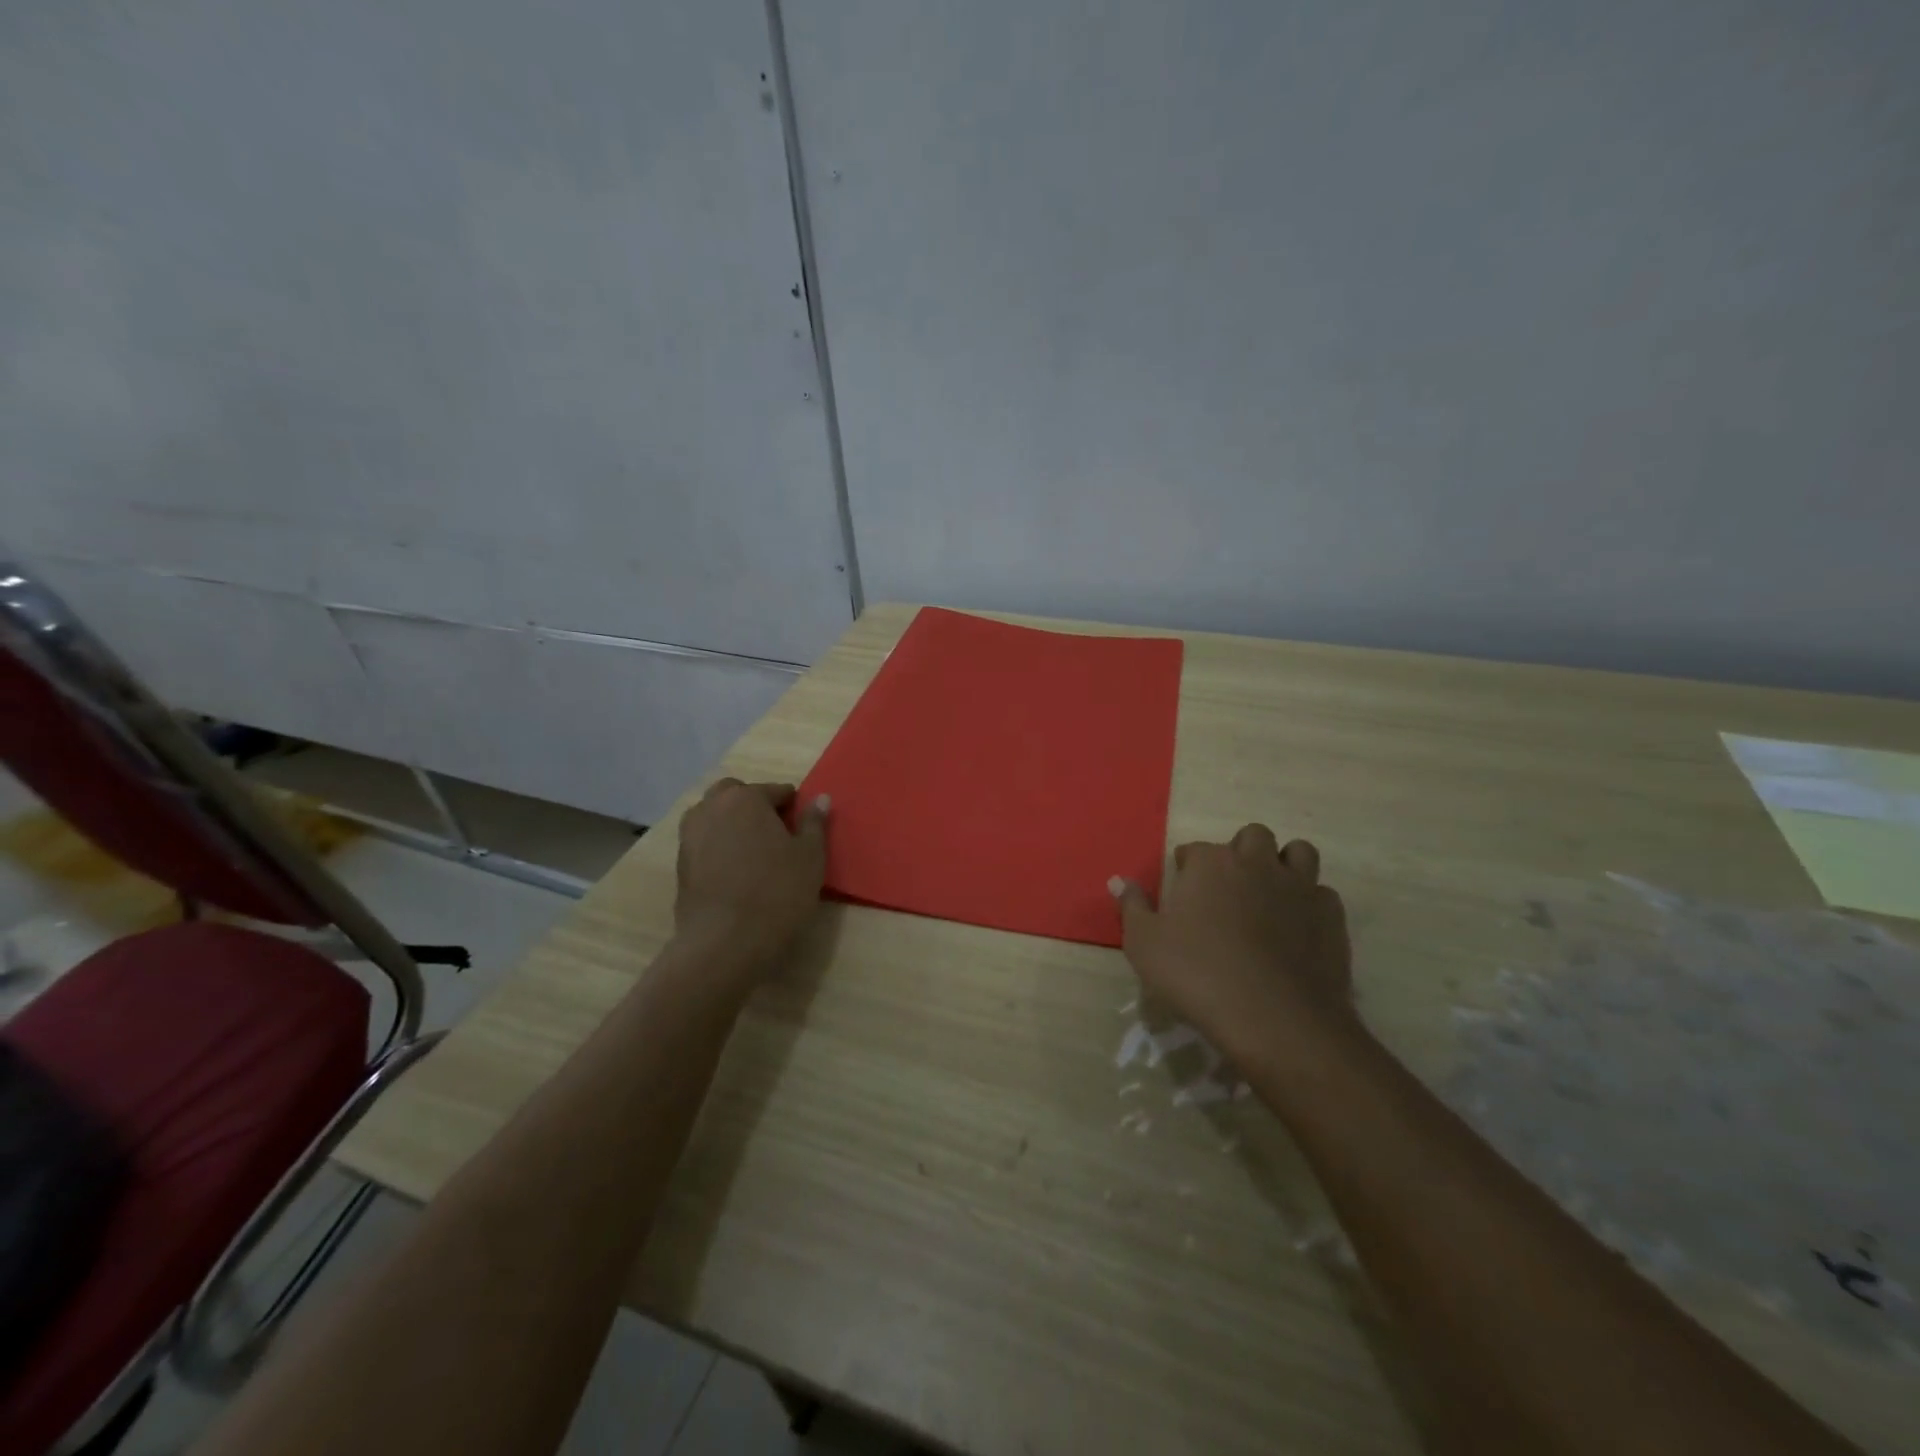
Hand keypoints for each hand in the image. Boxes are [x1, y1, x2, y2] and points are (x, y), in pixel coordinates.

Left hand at [674, 779, 829, 971]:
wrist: (724, 941)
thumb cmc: (777, 891)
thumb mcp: (810, 856)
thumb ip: (814, 823)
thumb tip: (819, 798)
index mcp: (745, 798)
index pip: (775, 790)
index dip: (792, 806)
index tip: (801, 827)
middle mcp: (711, 808)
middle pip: (735, 794)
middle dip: (754, 805)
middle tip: (775, 833)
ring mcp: (689, 835)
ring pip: (714, 816)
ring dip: (732, 823)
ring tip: (753, 851)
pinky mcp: (680, 863)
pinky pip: (703, 842)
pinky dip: (718, 846)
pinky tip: (735, 871)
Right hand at [1110, 827, 1357, 1060]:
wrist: (1274, 1018)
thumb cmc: (1198, 975)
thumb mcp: (1144, 944)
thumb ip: (1132, 906)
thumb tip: (1118, 880)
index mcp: (1210, 864)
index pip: (1195, 850)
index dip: (1187, 868)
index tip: (1183, 893)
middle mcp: (1256, 863)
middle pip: (1252, 837)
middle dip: (1240, 852)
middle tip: (1228, 888)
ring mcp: (1299, 887)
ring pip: (1298, 852)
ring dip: (1283, 864)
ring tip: (1270, 894)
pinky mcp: (1331, 916)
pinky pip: (1322, 893)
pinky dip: (1309, 903)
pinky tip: (1298, 927)